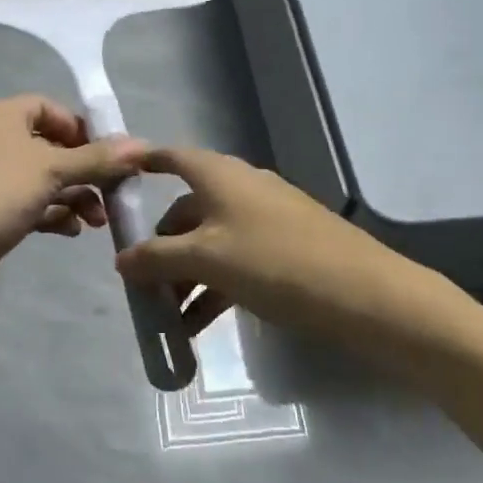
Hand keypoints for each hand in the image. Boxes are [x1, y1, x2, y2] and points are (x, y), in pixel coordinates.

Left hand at [0, 96, 146, 321]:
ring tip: (97, 221)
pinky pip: (31, 205)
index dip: (82, 128)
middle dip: (86, 170)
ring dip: (75, 196)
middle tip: (114, 193)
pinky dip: (53, 214)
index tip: (110, 155)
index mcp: (2, 116)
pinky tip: (71, 231)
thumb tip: (142, 144)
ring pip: (44, 179)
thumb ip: (98, 158)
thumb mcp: (52, 170)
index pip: (50, 108)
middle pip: (52, 146)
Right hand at [114, 147, 406, 338]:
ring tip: (167, 318)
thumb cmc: (274, 262)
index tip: (116, 177)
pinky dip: (213, 286)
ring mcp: (266, 218)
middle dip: (161, 246)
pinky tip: (198, 326)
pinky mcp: (286, 248)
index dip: (143, 163)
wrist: (365, 295)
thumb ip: (157, 258)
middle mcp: (240, 188)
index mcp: (219, 176)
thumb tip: (121, 260)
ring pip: (211, 240)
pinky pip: (235, 260)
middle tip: (141, 284)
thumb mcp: (206, 260)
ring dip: (185, 276)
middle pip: (187, 209)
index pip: (172, 157)